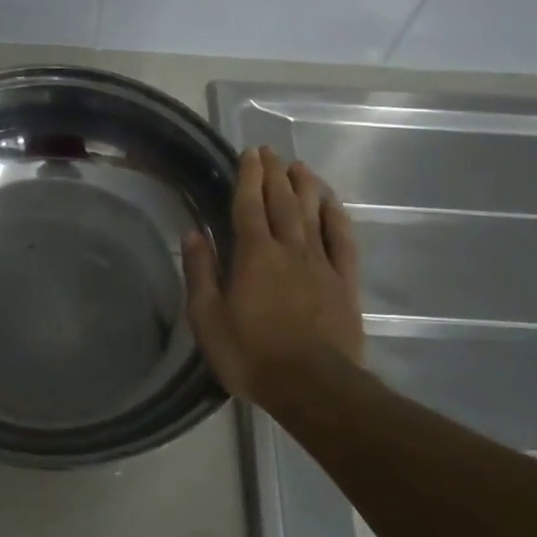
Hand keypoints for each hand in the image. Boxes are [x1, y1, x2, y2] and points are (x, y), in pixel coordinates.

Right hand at [182, 147, 363, 405]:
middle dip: (274, 173)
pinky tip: (332, 202)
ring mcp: (321, 263)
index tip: (248, 153)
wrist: (312, 386)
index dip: (248, 177)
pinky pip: (342, 239)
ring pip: (313, 213)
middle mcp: (289, 248)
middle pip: (282, 201)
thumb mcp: (208, 319)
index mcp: (253, 255)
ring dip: (305, 185)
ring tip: (299, 165)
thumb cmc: (251, 355)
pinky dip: (336, 216)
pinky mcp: (344, 281)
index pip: (249, 205)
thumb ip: (201, 272)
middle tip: (270, 151)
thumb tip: (192, 232)